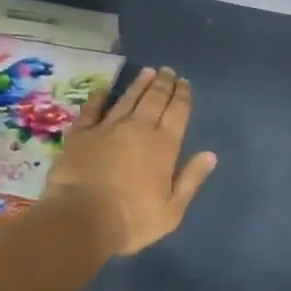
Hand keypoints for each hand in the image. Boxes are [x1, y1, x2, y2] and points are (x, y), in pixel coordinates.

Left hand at [43, 67, 217, 256]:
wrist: (80, 218)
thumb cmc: (132, 220)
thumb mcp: (171, 210)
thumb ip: (191, 179)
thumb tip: (211, 155)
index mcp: (163, 146)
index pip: (177, 113)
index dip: (182, 96)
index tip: (185, 82)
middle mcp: (138, 129)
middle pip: (154, 100)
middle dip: (163, 84)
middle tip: (167, 71)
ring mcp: (107, 128)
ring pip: (127, 99)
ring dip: (139, 84)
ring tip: (147, 71)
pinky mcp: (81, 134)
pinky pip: (91, 110)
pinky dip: (98, 98)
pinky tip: (102, 89)